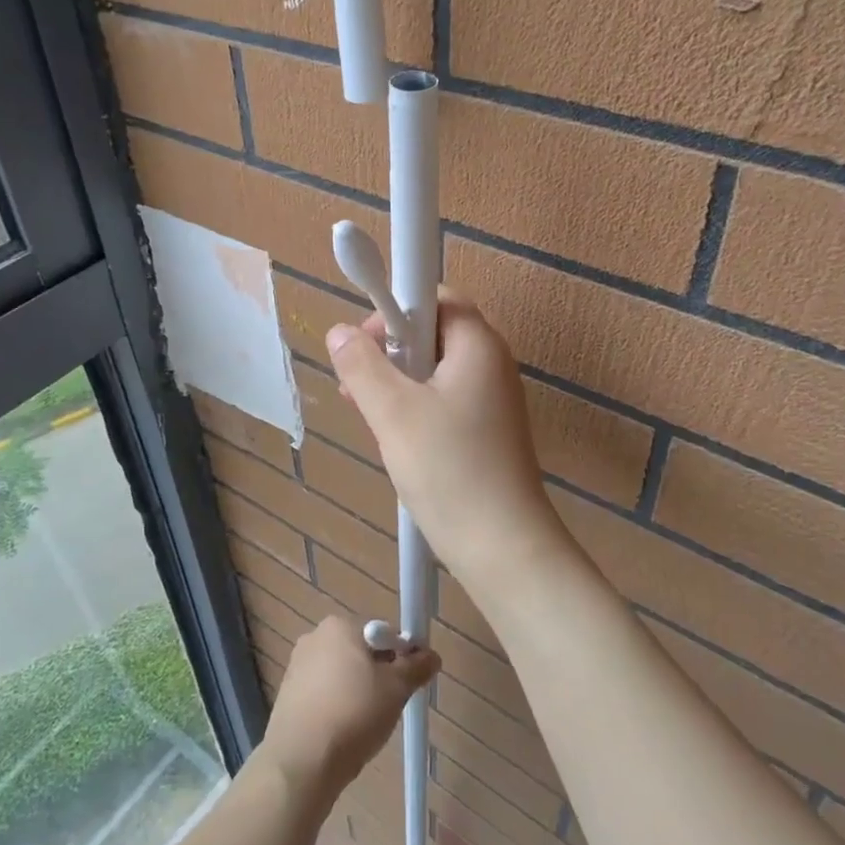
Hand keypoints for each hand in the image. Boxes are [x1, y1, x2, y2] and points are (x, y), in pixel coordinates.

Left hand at [258, 615, 439, 806]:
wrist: (301, 761)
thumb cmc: (354, 713)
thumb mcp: (396, 689)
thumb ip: (416, 667)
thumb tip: (431, 656)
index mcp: (340, 625)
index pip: (383, 633)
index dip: (402, 656)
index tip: (409, 684)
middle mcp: (315, 637)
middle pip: (361, 651)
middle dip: (379, 675)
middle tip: (390, 705)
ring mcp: (297, 666)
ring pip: (342, 674)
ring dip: (358, 692)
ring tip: (365, 724)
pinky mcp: (287, 694)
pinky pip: (323, 693)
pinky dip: (336, 706)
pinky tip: (342, 732)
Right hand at [325, 289, 570, 591]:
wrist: (504, 548)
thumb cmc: (450, 470)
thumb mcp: (393, 414)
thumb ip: (363, 366)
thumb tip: (340, 332)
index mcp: (477, 344)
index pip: (435, 296)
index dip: (394, 309)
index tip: (364, 344)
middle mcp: (491, 363)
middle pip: (432, 334)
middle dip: (389, 353)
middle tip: (358, 388)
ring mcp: (493, 400)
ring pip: (434, 372)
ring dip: (397, 386)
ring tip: (369, 418)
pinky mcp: (488, 432)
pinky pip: (444, 403)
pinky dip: (415, 411)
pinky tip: (395, 442)